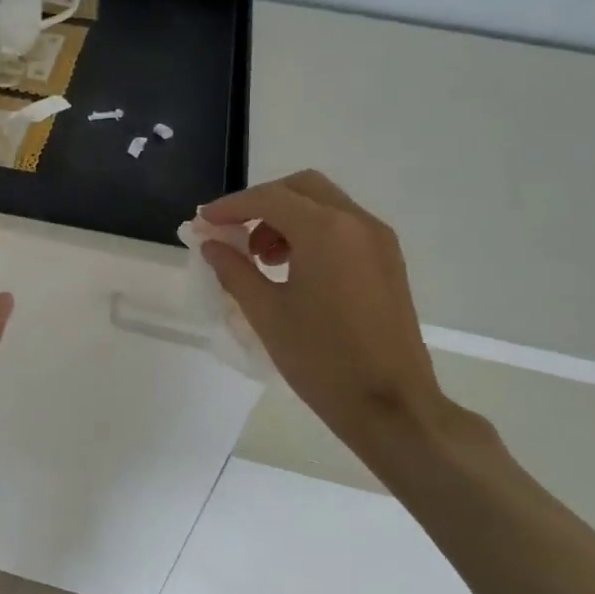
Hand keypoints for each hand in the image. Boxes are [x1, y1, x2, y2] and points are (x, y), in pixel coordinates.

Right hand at [200, 170, 456, 447]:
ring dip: (286, 216)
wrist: (391, 405)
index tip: (203, 222)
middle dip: (260, 203)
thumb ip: (233, 270)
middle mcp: (356, 222)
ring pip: (323, 203)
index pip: (268, 198)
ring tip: (261, 258)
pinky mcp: (387, 260)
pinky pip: (342, 226)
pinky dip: (311, 231)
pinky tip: (291, 267)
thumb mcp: (266, 313)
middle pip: (300, 188)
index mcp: (325, 230)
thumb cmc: (321, 359)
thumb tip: (211, 244)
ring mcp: (378, 240)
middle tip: (232, 233)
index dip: (230, 206)